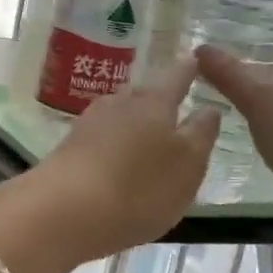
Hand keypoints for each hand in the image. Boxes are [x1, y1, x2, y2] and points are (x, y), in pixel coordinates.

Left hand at [0, 60, 220, 272]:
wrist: (64, 211)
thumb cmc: (139, 187)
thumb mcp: (188, 165)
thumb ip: (201, 134)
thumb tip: (209, 108)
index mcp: (155, 102)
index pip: (177, 76)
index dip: (189, 69)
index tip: (196, 61)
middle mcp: (120, 103)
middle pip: (144, 93)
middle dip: (159, 97)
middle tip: (175, 103)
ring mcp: (89, 123)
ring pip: (120, 113)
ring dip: (134, 120)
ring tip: (148, 134)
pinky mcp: (69, 148)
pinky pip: (101, 137)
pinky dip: (114, 142)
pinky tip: (117, 158)